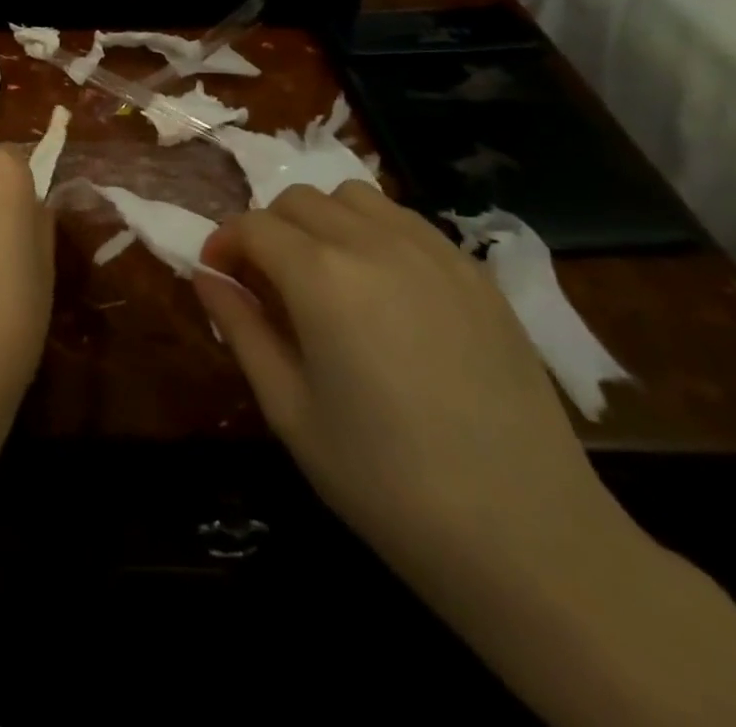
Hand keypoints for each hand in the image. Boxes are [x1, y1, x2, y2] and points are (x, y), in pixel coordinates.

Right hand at [194, 182, 630, 595]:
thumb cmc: (386, 480)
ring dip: (321, 221)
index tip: (218, 277)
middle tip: (267, 283)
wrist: (529, 537)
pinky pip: (406, 222)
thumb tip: (206, 277)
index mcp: (321, 277)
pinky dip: (373, 233)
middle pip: (299, 200)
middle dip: (268, 230)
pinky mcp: (476, 273)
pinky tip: (383, 290)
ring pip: (353, 198)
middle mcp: (374, 244)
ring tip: (325, 277)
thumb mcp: (289, 410)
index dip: (224, 244)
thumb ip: (240, 328)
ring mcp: (433, 252)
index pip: (253, 226)